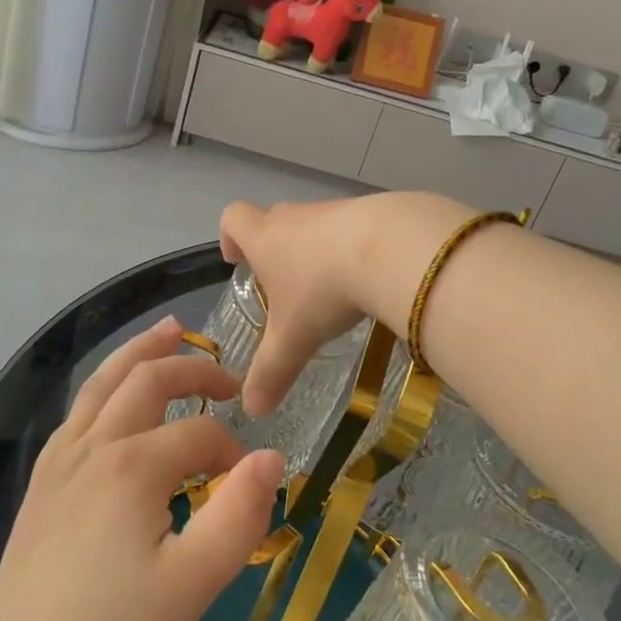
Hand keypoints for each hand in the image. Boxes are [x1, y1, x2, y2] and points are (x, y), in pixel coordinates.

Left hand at [0, 316, 283, 620]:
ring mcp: (59, 461)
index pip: (199, 434)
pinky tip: (113, 396)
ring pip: (103, 383)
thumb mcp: (191, 587)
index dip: (232, 452)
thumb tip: (272, 459)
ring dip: (140, 353)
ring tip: (169, 331)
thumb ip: (238, 517)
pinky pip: (78, 411)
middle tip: (229, 379)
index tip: (247, 485)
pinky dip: (106, 386)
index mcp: (132, 467)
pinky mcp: (41, 482)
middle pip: (147, 381)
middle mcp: (93, 446)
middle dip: (193, 369)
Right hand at [219, 193, 468, 414]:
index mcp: (265, 238)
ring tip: (330, 289)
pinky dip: (354, 249)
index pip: (234, 218)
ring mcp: (336, 211)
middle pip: (275, 220)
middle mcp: (296, 217)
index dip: (230, 236)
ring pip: (316, 225)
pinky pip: (354, 229)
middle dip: (274, 248)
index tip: (237, 260)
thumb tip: (252, 409)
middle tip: (283, 284)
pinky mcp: (374, 212)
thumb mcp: (293, 339)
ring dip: (317, 250)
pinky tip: (369, 279)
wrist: (391, 249)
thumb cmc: (324, 290)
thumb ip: (271, 372)